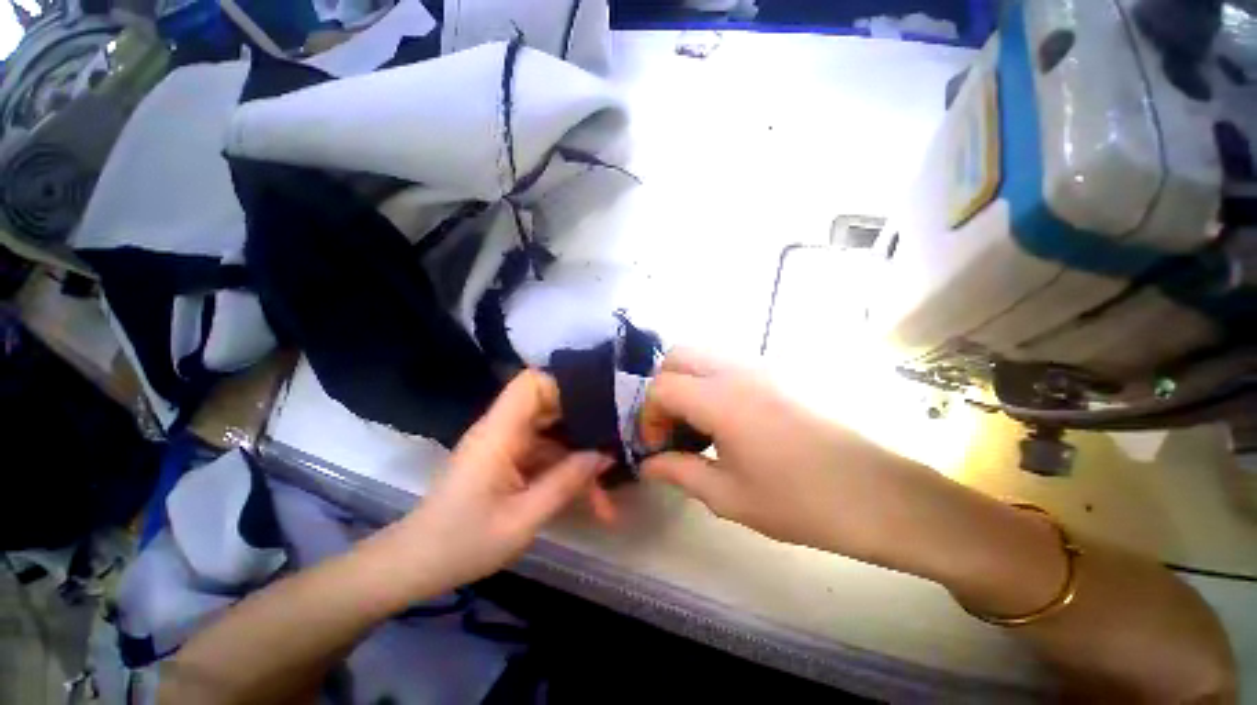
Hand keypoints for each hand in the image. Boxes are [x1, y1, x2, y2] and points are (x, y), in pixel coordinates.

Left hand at [392, 370, 614, 593]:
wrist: (417, 566)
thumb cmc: (463, 543)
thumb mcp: (523, 519)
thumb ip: (566, 482)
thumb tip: (605, 455)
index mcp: (500, 432)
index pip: (532, 383)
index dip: (565, 384)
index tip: (599, 403)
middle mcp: (504, 430)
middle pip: (551, 406)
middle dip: (586, 423)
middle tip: (618, 441)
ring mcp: (508, 445)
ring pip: (554, 435)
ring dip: (580, 457)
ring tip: (609, 487)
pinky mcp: (510, 461)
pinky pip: (546, 455)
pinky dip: (567, 472)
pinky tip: (590, 499)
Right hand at [638, 348, 943, 563]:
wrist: (879, 494)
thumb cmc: (800, 501)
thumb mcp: (728, 496)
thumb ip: (679, 472)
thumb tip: (648, 464)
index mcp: (720, 399)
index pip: (660, 387)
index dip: (648, 416)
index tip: (657, 446)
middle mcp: (737, 370)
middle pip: (677, 356)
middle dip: (663, 388)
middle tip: (673, 426)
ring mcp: (762, 365)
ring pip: (704, 353)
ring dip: (688, 381)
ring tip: (699, 422)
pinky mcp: (780, 371)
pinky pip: (729, 361)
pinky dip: (712, 379)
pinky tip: (728, 416)